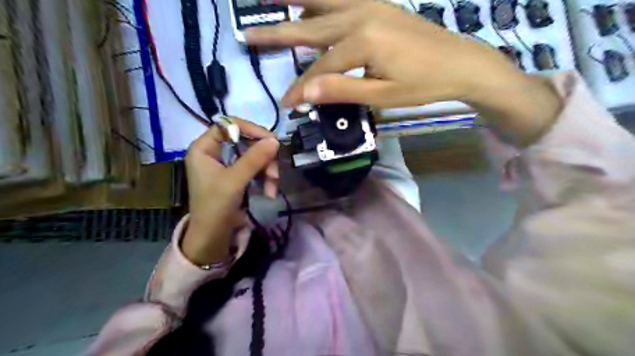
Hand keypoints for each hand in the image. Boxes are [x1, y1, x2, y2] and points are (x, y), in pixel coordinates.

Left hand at [183, 118, 277, 265]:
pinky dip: (265, 178)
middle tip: (274, 172)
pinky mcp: (238, 176)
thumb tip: (275, 140)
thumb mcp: (234, 181)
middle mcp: (215, 152)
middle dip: (263, 158)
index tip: (271, 140)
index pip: (228, 125)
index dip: (250, 129)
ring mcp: (227, 165)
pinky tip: (270, 192)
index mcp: (204, 148)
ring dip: (267, 170)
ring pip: (255, 156)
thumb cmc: (215, 207)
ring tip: (273, 188)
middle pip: (246, 141)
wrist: (213, 238)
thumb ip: (254, 159)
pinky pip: (256, 168)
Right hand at [244, 0, 561, 146]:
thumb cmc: (423, 84)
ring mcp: (370, 4)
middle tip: (249, 34)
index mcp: (362, 41)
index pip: (320, 70)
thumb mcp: (382, 95)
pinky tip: (310, 1)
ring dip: (294, 0)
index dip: (301, 88)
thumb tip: (304, 92)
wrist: (461, 62)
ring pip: (323, 1)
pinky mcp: (378, 4)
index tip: (285, 104)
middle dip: (278, 35)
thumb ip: (342, 90)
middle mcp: (360, 14)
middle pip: (310, 28)